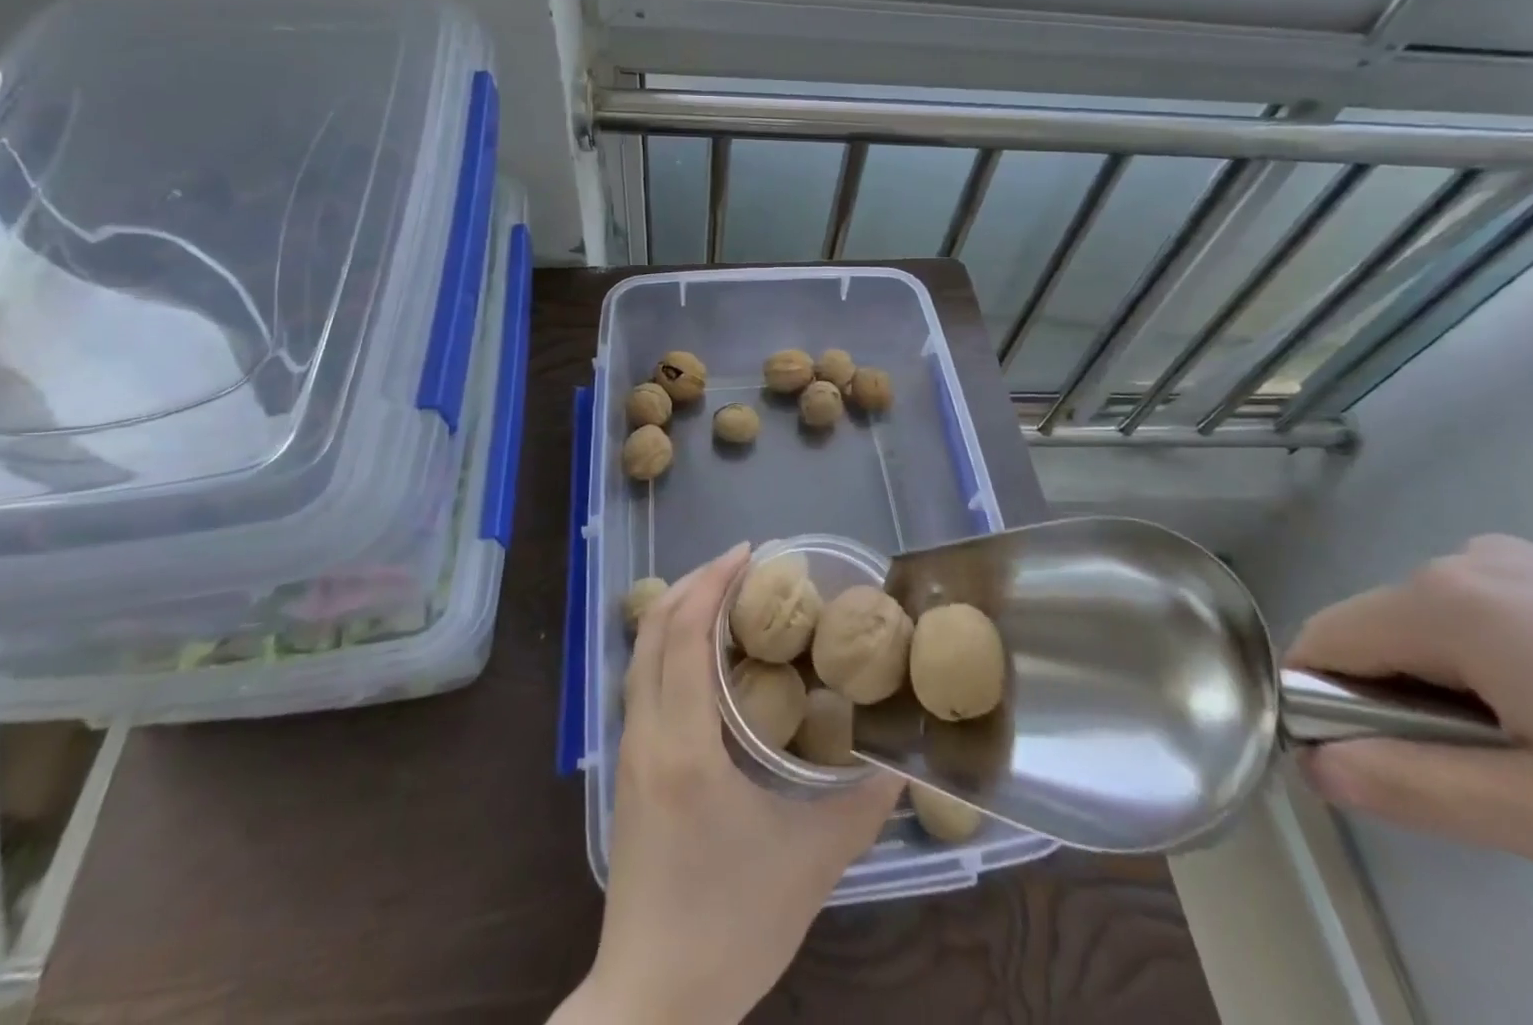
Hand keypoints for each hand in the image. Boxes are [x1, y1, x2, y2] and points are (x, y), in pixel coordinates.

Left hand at [556, 544, 901, 1024]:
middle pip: (653, 632)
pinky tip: (705, 659)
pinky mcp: (629, 772)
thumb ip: (861, 806)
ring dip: (677, 613)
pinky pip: (642, 683)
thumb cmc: (729, 927)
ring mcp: (630, 753)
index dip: (712, 583)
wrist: (652, 1003)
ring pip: (641, 656)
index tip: (750, 553)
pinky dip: (669, 647)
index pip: (684, 635)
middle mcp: (645, 735)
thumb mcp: (809, 863)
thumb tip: (902, 759)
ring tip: (724, 598)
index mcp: (683, 745)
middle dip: (693, 584)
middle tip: (742, 566)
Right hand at [1288, 534, 1532, 929]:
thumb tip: (1315, 768)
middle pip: (1385, 635)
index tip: (1382, 773)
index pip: (1323, 642)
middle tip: (1507, 789)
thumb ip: (1416, 787)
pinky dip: (1519, 676)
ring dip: (1467, 696)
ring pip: (1446, 633)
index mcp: (1443, 600)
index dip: (1324, 706)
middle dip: (1409, 707)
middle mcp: (1471, 560)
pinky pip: (1504, 622)